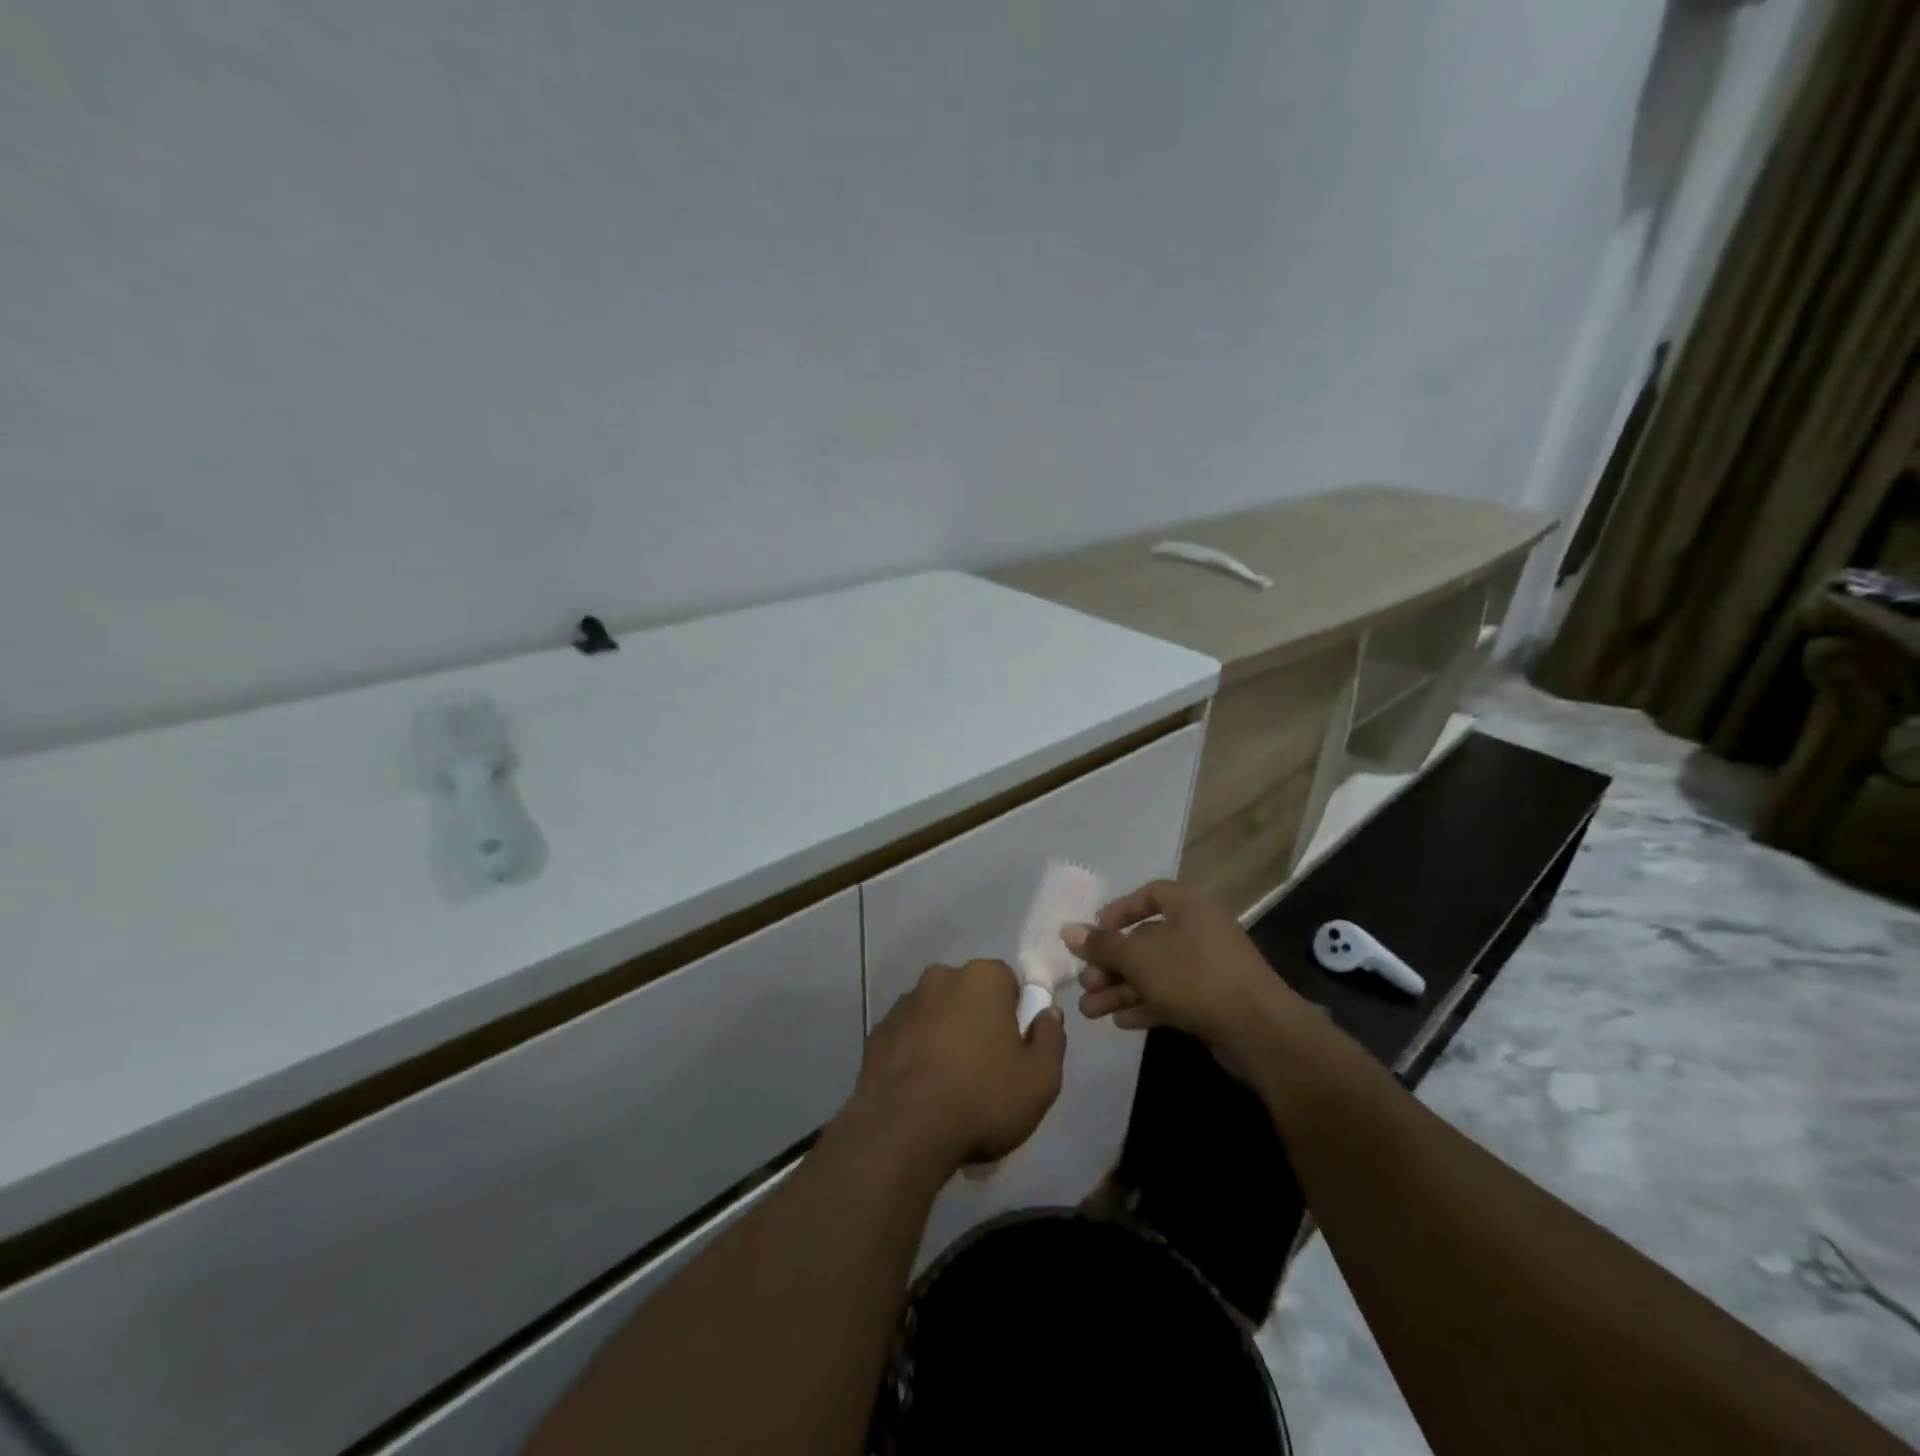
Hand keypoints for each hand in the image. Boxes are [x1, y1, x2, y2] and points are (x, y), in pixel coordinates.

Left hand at [847, 960, 1065, 1173]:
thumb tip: (1048, 1013)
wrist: (902, 1132)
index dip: (1016, 1014)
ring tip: (950, 1086)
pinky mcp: (877, 1033)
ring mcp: (903, 1004)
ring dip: (945, 1036)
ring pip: (936, 1014)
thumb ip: (1051, 1038)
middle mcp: (940, 978)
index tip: (1015, 1049)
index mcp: (982, 977)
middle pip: (969, 994)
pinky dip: (916, 1054)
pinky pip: (908, 1037)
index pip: (1008, 981)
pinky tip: (922, 1091)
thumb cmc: (982, 1098)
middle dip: (978, 1021)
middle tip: (986, 1069)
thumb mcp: (1041, 1079)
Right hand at [1067, 879, 1297, 1051]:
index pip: (1150, 895)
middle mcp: (1199, 931)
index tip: (1096, 932)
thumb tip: (1067, 930)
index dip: (1120, 910)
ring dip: (1120, 990)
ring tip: (1089, 1011)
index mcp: (1187, 907)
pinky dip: (1145, 1005)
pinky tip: (1120, 1022)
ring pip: (1155, 973)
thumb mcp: (1139, 958)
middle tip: (1085, 983)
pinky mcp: (1213, 1001)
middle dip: (1111, 963)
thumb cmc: (1193, 977)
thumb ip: (1102, 945)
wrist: (1259, 1029)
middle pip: (1146, 940)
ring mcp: (1208, 968)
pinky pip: (1171, 996)